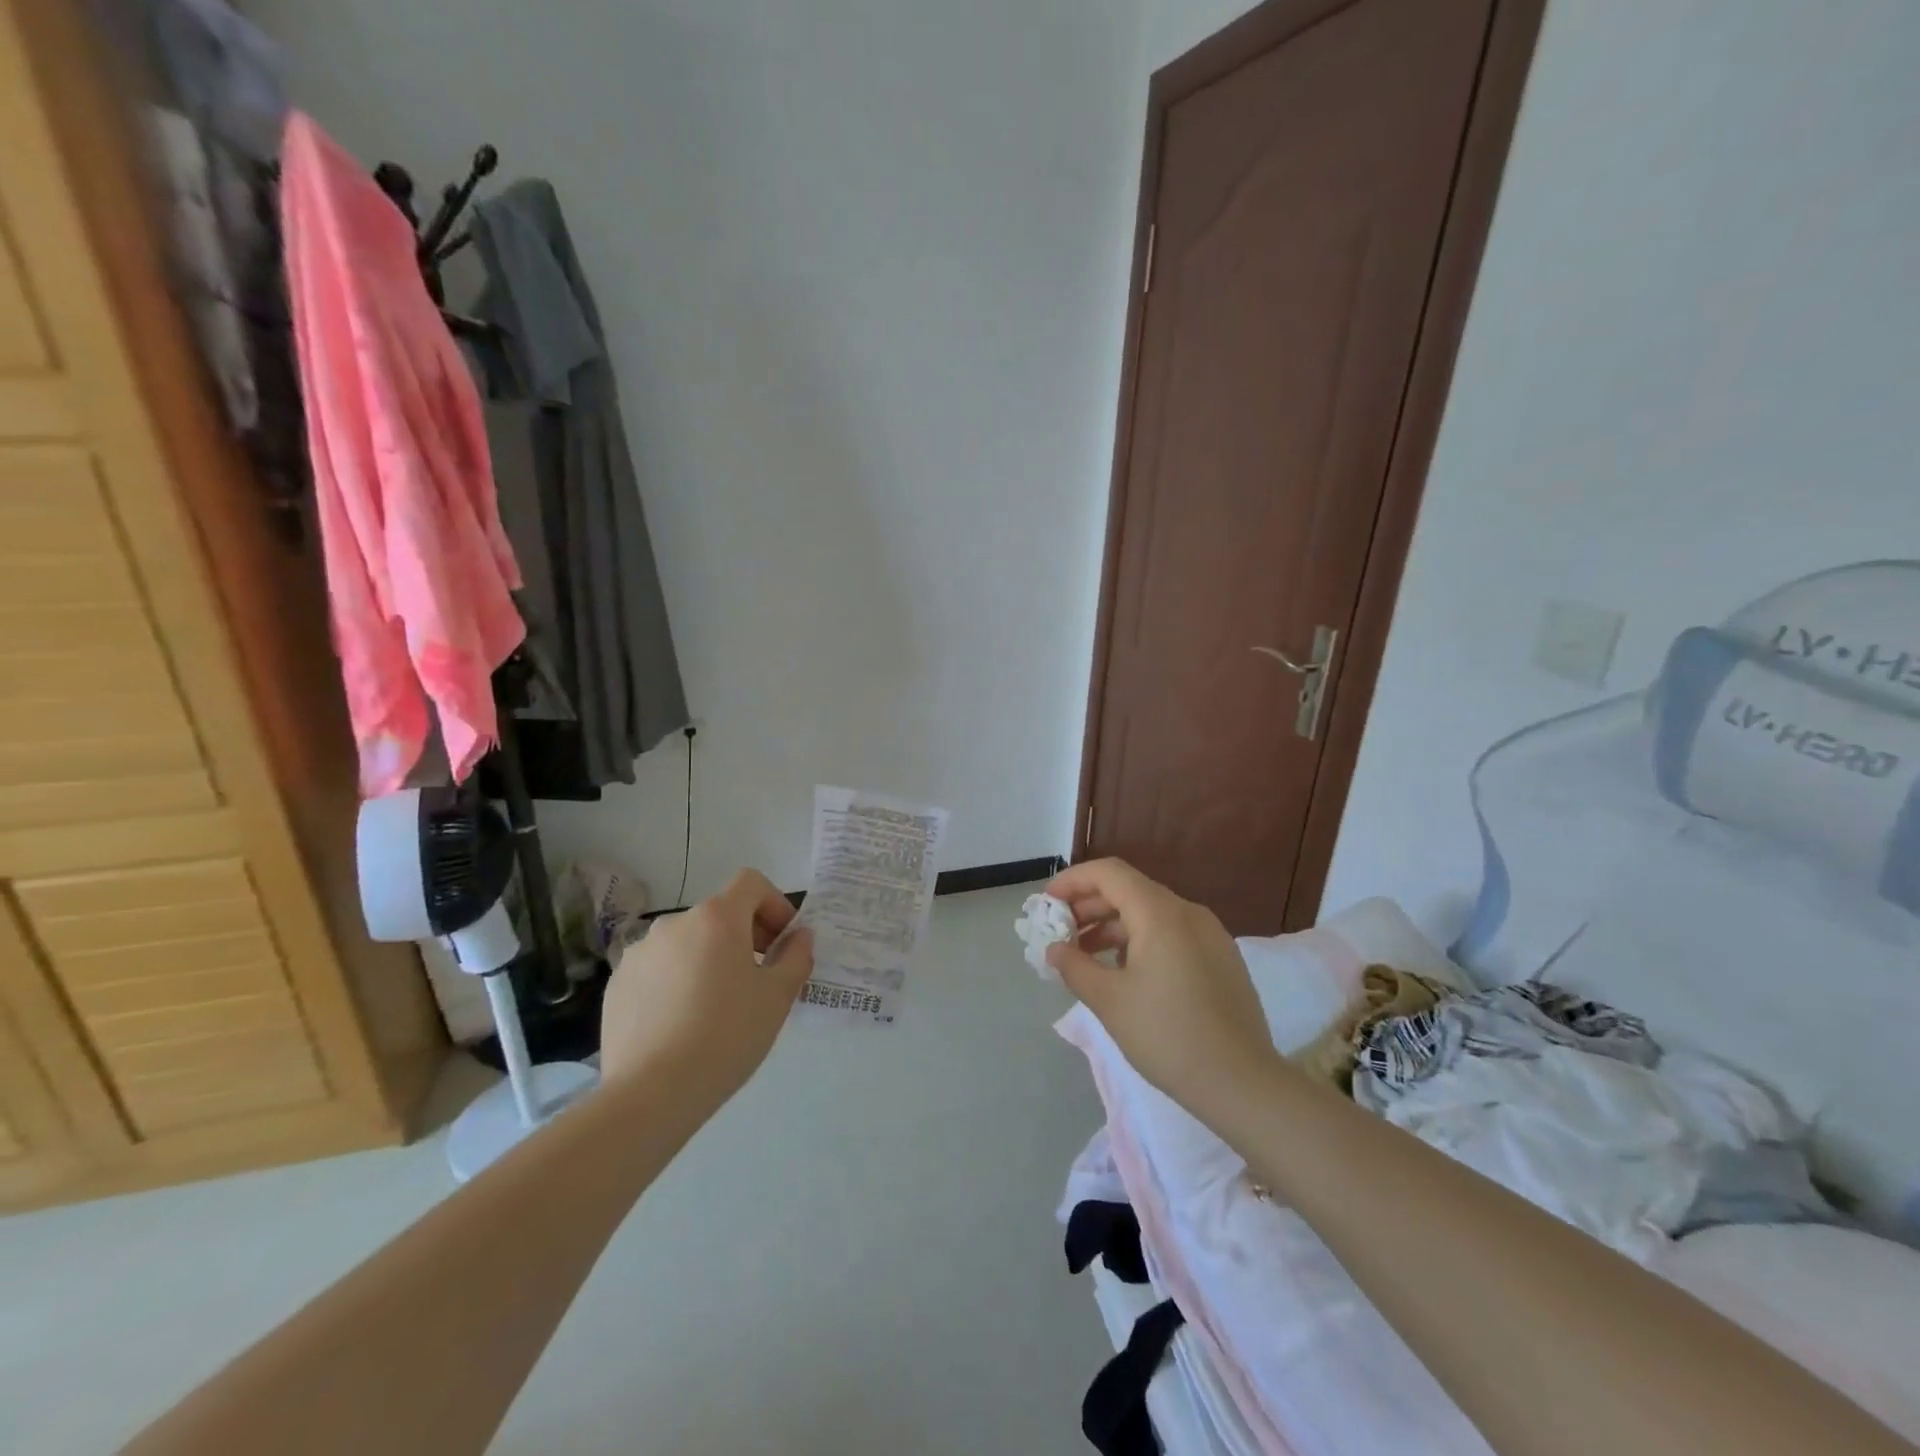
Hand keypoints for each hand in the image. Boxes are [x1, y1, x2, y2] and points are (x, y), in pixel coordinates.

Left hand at [599, 869, 813, 1102]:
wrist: (651, 1094)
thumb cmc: (726, 1036)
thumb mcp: (778, 997)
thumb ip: (796, 956)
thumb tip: (799, 937)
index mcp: (716, 918)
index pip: (752, 883)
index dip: (775, 904)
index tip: (783, 943)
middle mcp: (674, 923)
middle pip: (720, 914)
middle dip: (745, 935)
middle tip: (759, 978)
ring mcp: (640, 953)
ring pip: (688, 943)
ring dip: (709, 959)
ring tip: (718, 1006)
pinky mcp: (617, 984)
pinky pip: (658, 970)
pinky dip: (677, 981)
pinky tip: (682, 1023)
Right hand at [1046, 859, 1279, 1115]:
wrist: (1243, 1084)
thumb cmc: (1168, 1036)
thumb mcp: (1109, 1001)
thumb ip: (1075, 967)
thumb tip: (1054, 949)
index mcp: (1161, 914)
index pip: (1109, 873)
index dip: (1073, 881)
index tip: (1046, 904)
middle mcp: (1188, 912)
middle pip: (1129, 890)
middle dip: (1088, 906)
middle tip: (1059, 933)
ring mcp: (1210, 935)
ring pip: (1150, 914)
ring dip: (1112, 926)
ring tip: (1084, 957)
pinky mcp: (1220, 958)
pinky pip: (1171, 934)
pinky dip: (1139, 941)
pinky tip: (1123, 973)